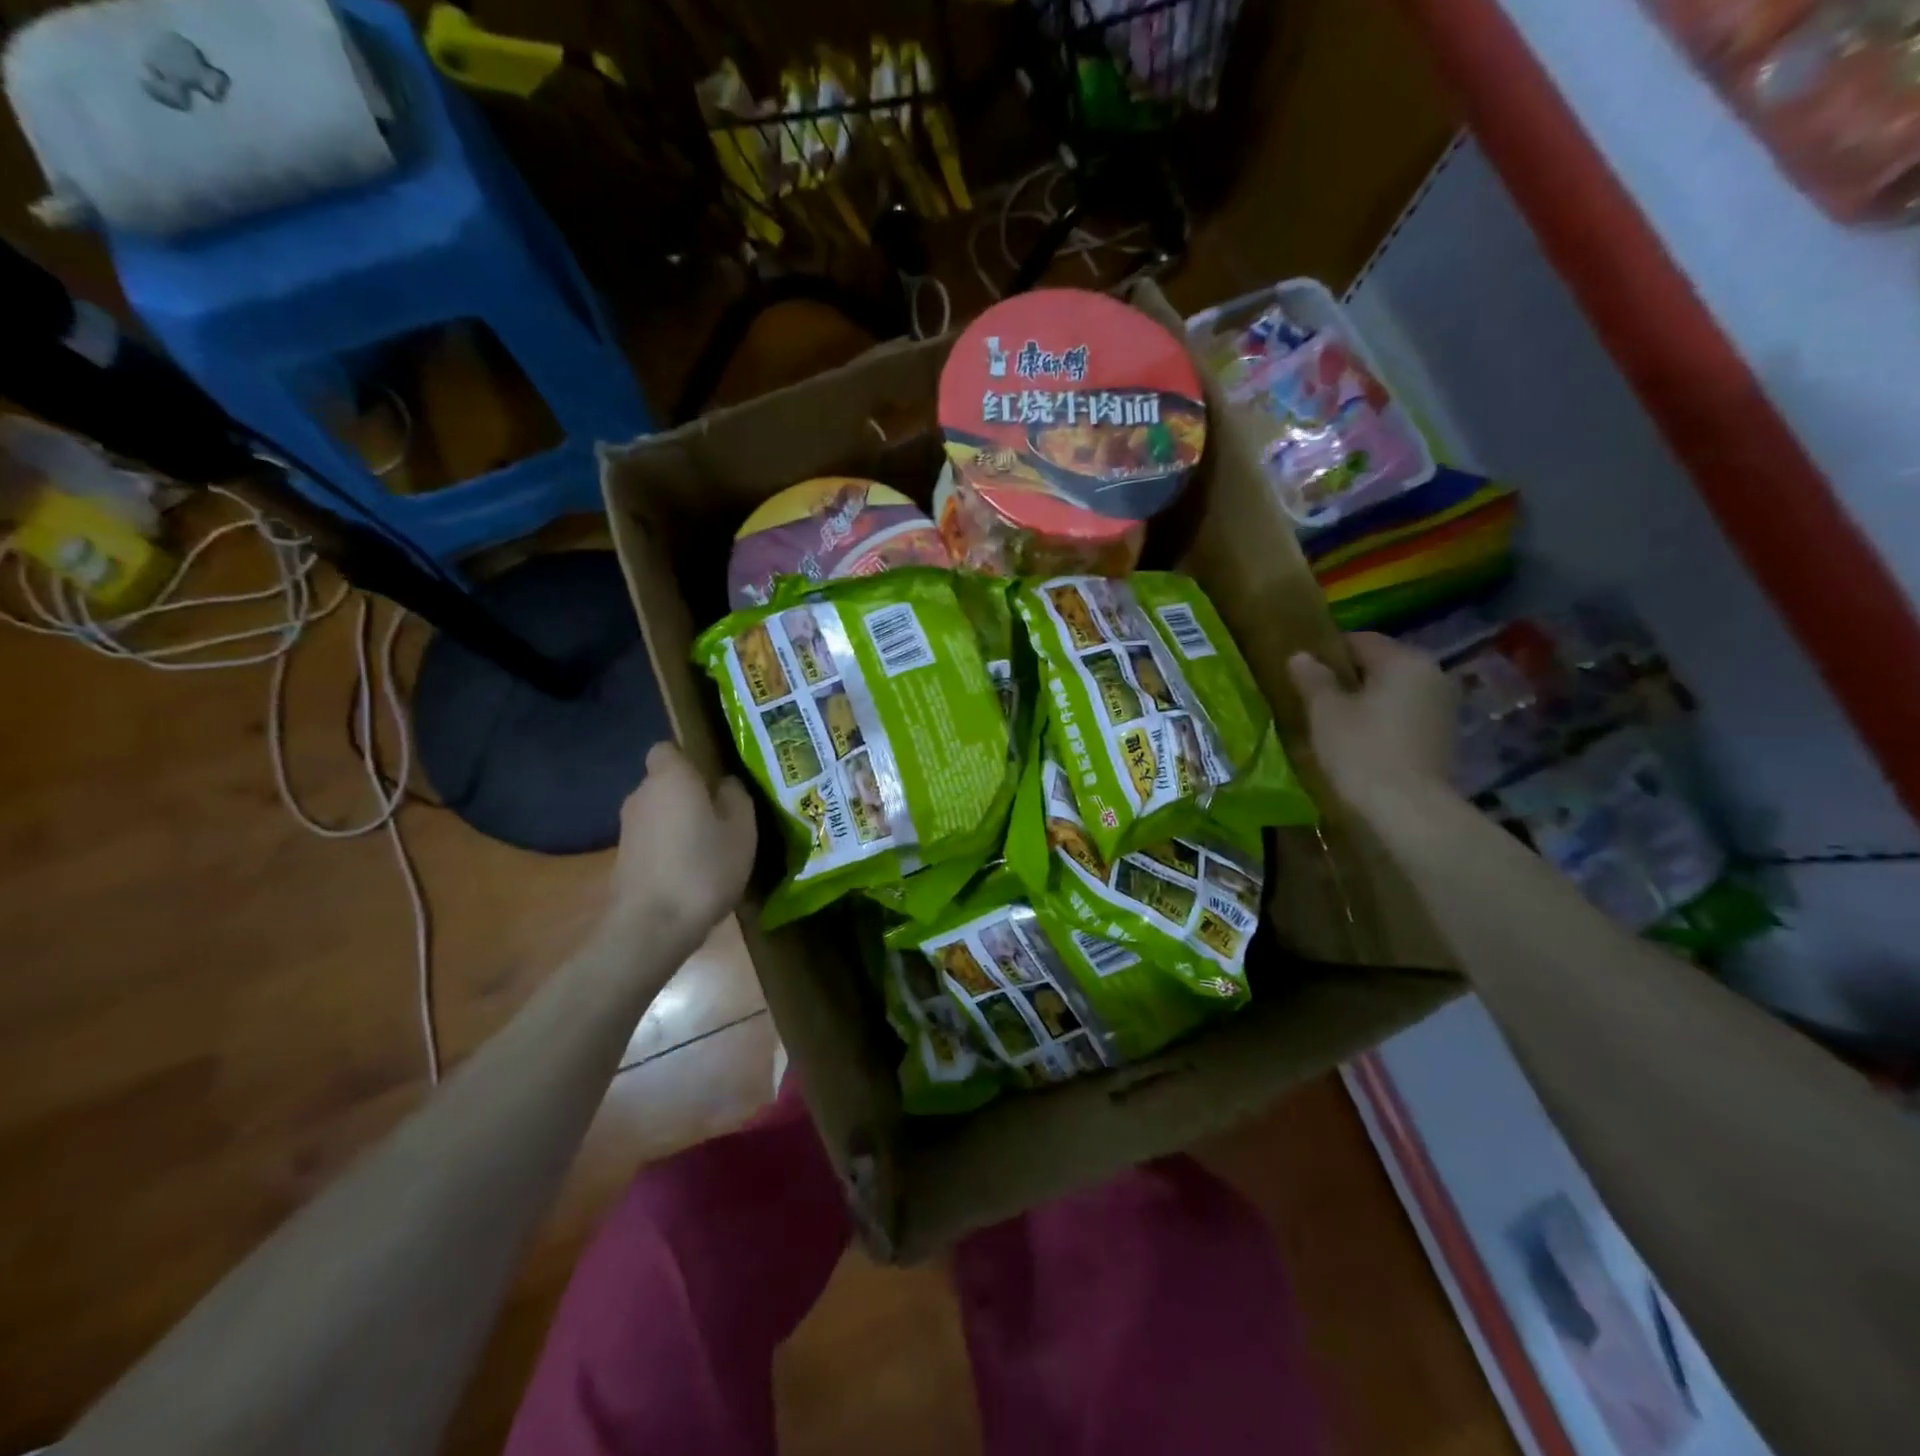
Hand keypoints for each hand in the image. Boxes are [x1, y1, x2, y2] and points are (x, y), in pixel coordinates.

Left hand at [603, 742, 756, 944]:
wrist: (652, 926)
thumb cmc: (704, 867)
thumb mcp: (742, 829)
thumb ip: (736, 798)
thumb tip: (725, 784)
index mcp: (670, 777)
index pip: (668, 749)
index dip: (690, 759)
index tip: (714, 779)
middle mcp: (641, 795)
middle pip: (665, 783)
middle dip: (688, 794)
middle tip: (722, 815)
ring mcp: (627, 829)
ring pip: (659, 813)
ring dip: (679, 823)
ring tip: (711, 847)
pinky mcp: (623, 859)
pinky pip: (653, 840)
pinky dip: (669, 848)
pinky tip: (692, 871)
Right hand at [1288, 633, 1458, 821]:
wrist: (1408, 809)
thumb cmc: (1361, 751)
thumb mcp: (1325, 713)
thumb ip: (1313, 679)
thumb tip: (1301, 656)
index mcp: (1404, 661)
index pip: (1361, 640)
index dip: (1328, 652)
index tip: (1304, 672)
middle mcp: (1432, 674)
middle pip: (1381, 665)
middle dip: (1349, 677)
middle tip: (1315, 698)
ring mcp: (1444, 706)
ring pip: (1394, 691)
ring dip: (1366, 700)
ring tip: (1335, 721)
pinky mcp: (1444, 735)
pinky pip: (1405, 714)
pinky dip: (1383, 719)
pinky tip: (1361, 740)